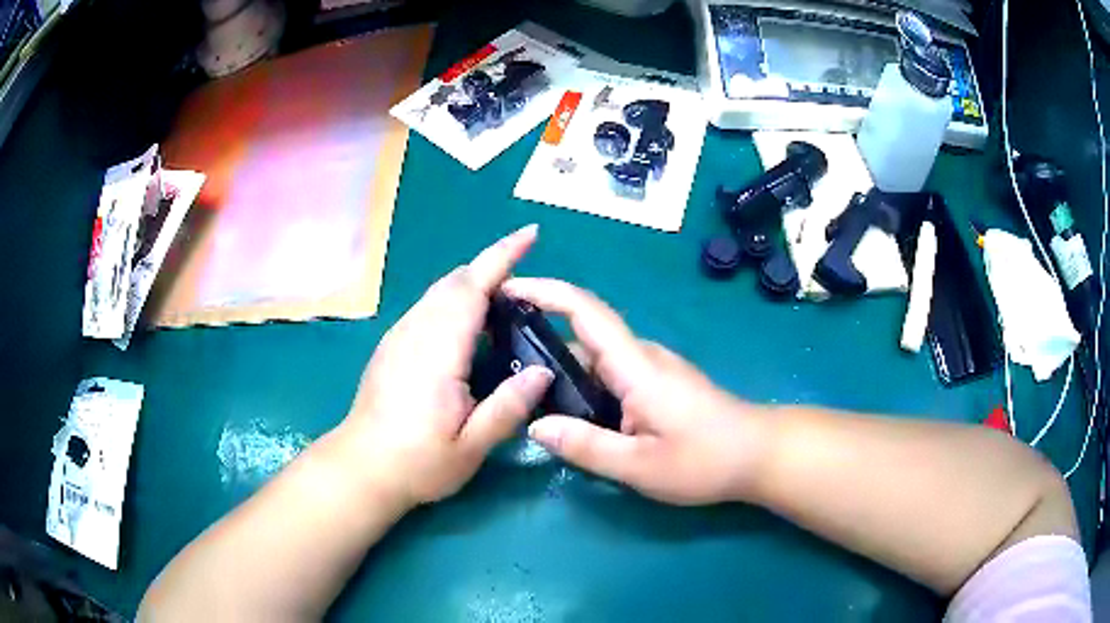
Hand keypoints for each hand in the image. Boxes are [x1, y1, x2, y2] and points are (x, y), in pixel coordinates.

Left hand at [338, 226, 553, 507]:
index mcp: (438, 352)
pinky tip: (467, 326)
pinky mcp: (391, 345)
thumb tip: (543, 371)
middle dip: (492, 267)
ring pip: (439, 292)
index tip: (530, 234)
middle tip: (529, 281)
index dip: (502, 256)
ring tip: (505, 300)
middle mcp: (416, 332)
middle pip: (455, 282)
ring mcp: (399, 336)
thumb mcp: (471, 446)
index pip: (472, 288)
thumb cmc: (417, 462)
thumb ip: (508, 407)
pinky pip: (428, 307)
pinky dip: (454, 300)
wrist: (361, 468)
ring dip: (473, 283)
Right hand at [504, 278, 768, 505]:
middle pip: (582, 335)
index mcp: (634, 366)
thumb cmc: (705, 459)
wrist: (758, 454)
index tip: (507, 288)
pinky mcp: (658, 384)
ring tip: (525, 396)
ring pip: (595, 359)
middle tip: (498, 362)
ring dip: (561, 369)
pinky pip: (610, 375)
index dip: (544, 291)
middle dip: (539, 340)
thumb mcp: (639, 466)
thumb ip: (585, 446)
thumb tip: (535, 426)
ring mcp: (652, 369)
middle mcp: (641, 356)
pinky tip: (570, 415)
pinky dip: (583, 385)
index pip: (583, 310)